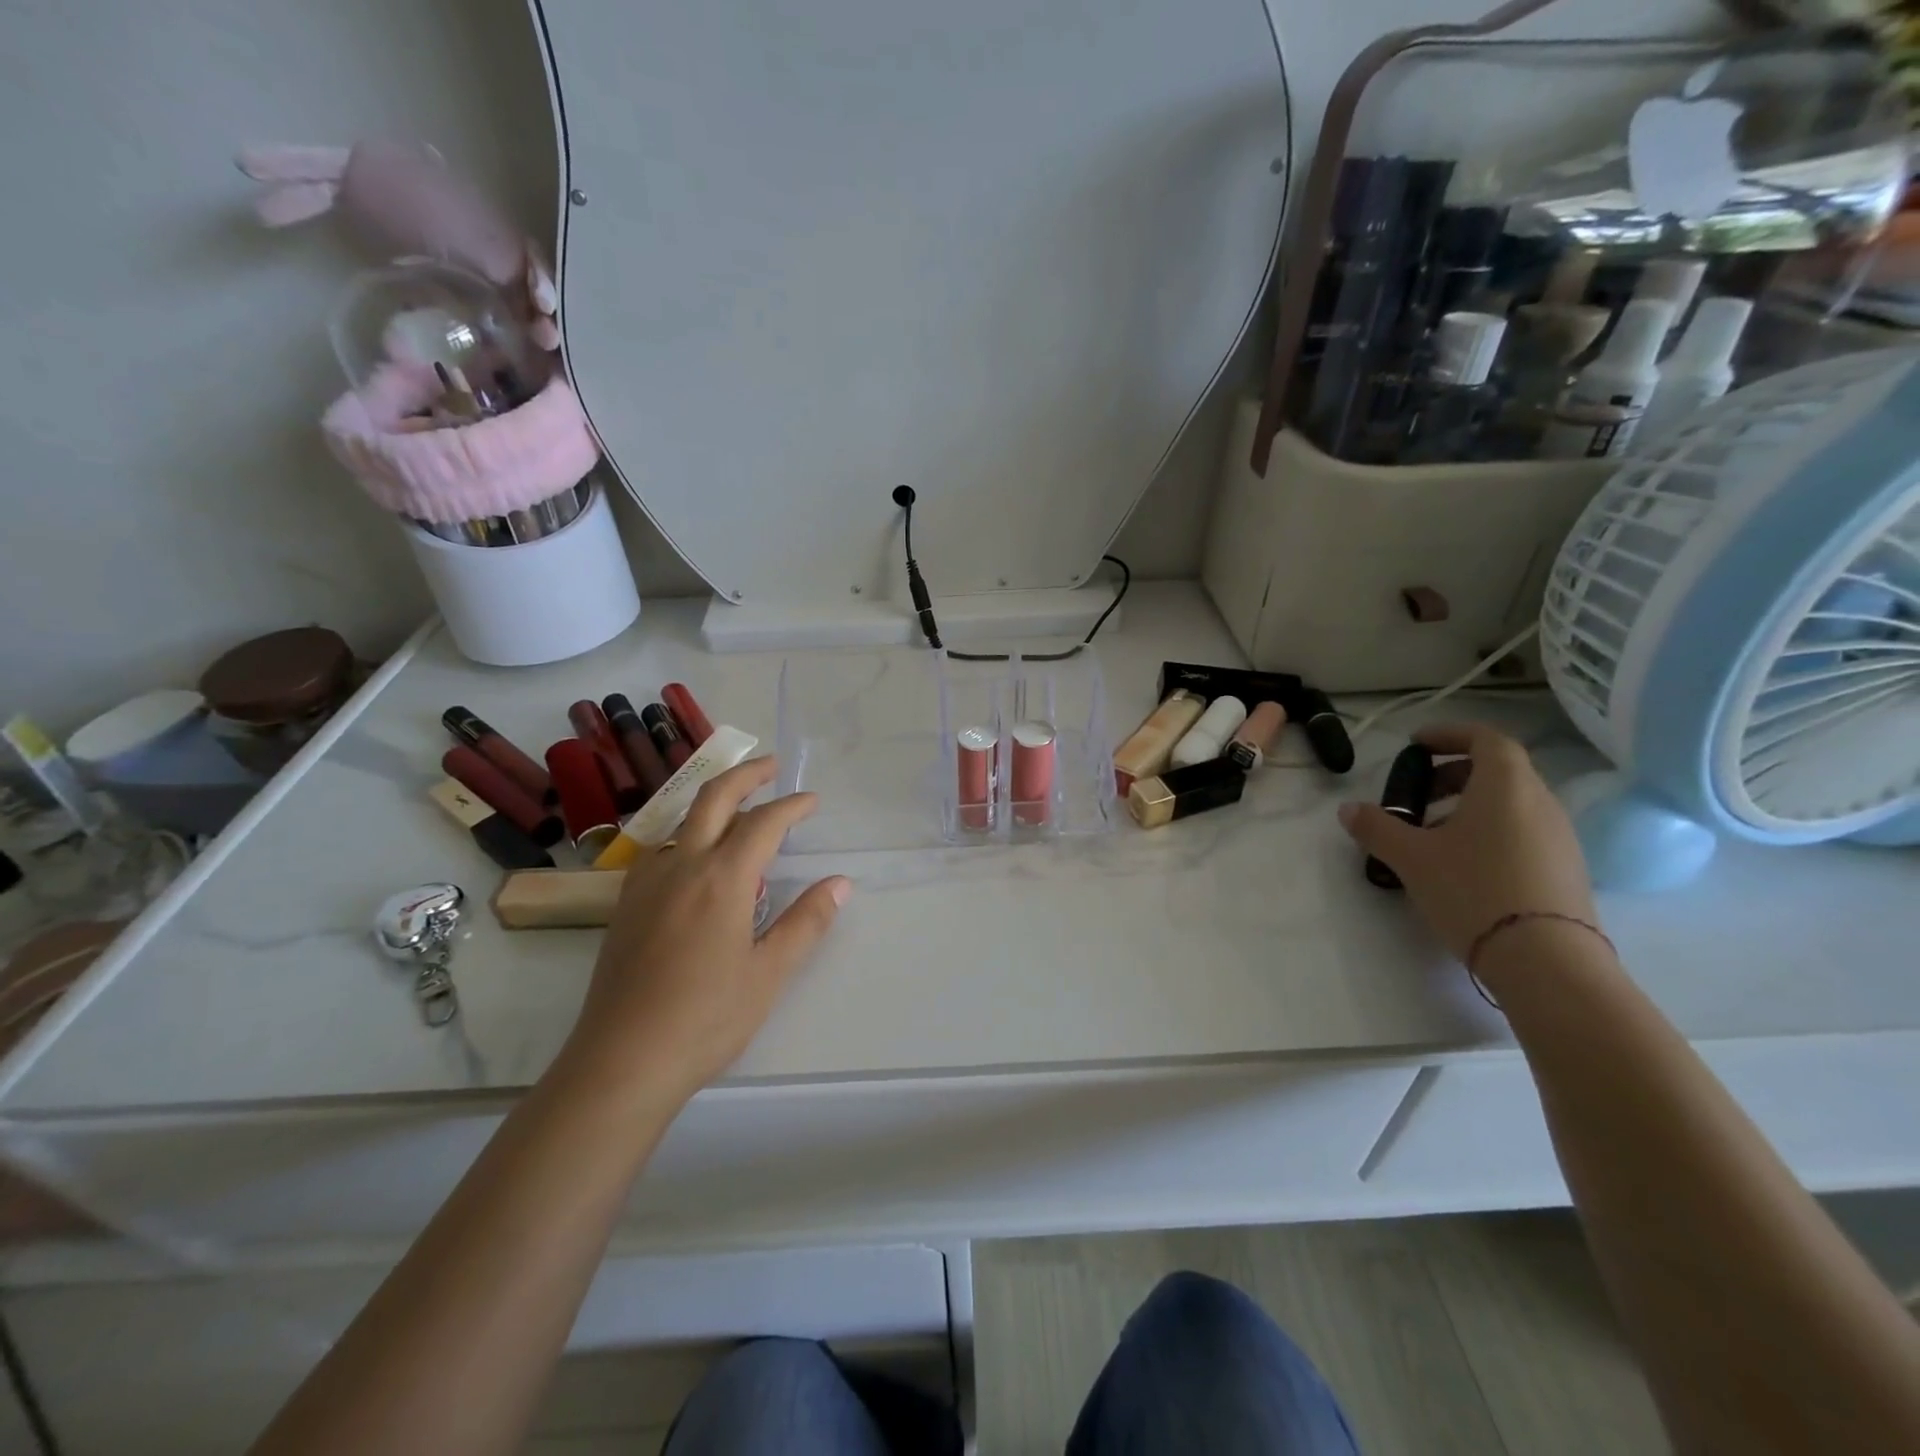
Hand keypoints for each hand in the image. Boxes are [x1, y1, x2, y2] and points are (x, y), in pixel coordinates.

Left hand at [561, 757, 849, 1103]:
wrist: (622, 1060)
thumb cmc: (707, 1018)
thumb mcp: (769, 973)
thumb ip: (806, 922)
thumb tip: (840, 883)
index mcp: (722, 879)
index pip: (764, 824)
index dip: (792, 806)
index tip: (812, 801)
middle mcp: (682, 866)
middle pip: (713, 798)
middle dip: (746, 775)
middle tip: (771, 766)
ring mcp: (647, 882)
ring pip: (681, 820)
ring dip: (712, 801)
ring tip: (737, 806)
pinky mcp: (626, 904)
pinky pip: (660, 848)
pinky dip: (685, 833)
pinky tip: (692, 857)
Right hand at [1337, 723, 1595, 960]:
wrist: (1546, 961)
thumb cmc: (1473, 890)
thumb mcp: (1410, 857)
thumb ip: (1377, 827)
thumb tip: (1348, 809)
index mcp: (1506, 786)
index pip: (1486, 738)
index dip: (1450, 734)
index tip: (1416, 744)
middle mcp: (1540, 802)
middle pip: (1498, 770)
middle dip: (1453, 773)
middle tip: (1417, 793)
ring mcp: (1559, 838)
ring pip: (1510, 803)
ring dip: (1469, 805)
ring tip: (1432, 835)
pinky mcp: (1564, 870)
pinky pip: (1522, 832)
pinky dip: (1489, 831)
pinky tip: (1462, 865)